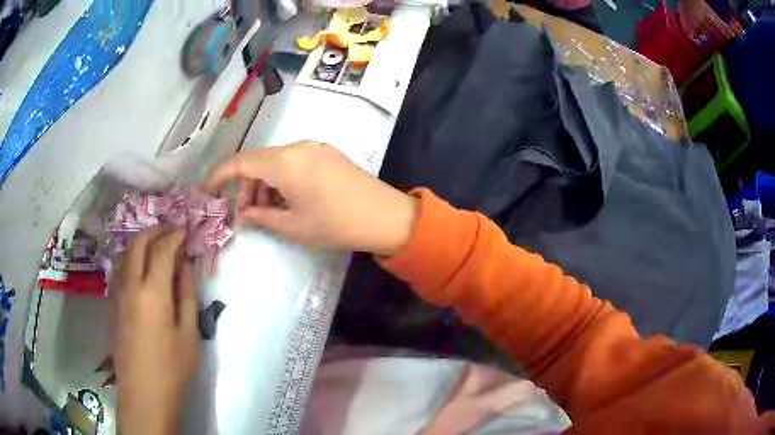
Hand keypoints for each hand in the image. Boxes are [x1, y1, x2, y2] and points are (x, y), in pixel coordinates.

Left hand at [109, 227, 198, 434]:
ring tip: (154, 248)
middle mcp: (130, 284)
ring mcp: (116, 292)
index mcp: (152, 292)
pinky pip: (117, 269)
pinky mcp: (111, 303)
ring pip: (124, 253)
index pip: (162, 250)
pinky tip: (138, 270)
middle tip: (169, 234)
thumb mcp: (189, 334)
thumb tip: (184, 266)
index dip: (174, 236)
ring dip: (139, 243)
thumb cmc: (172, 367)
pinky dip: (129, 259)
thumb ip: (186, 295)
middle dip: (155, 232)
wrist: (143, 392)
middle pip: (138, 243)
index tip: (185, 232)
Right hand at [206, 141, 418, 255]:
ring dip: (264, 183)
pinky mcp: (326, 153)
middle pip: (258, 161)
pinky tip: (287, 200)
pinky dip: (281, 179)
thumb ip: (261, 218)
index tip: (206, 190)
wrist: (385, 215)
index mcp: (285, 162)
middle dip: (245, 185)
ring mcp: (313, 147)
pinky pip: (293, 161)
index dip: (219, 175)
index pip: (240, 162)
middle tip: (246, 213)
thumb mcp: (293, 226)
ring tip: (267, 211)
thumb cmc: (336, 224)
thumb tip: (241, 215)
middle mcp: (297, 147)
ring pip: (275, 161)